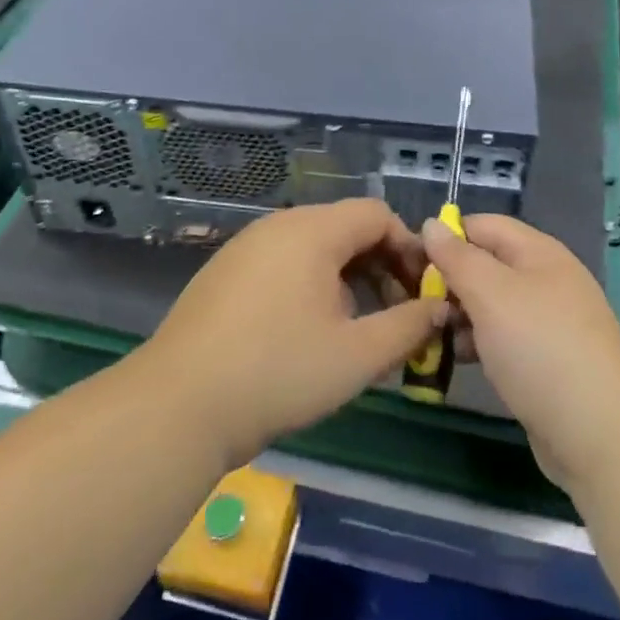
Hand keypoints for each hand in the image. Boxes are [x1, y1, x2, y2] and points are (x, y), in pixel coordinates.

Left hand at [143, 199, 445, 467]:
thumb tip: (440, 309)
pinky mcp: (225, 271)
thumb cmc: (278, 373)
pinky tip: (309, 330)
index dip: (408, 249)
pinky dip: (311, 283)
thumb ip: (408, 327)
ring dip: (348, 277)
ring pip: (315, 246)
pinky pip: (284, 261)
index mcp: (313, 231)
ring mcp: (247, 246)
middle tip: (396, 313)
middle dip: (381, 265)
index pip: (377, 214)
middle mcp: (279, 225)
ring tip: (357, 326)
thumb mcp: (357, 356)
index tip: (421, 293)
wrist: (178, 405)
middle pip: (346, 227)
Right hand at [423, 215, 619, 492]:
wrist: (601, 435)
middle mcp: (546, 280)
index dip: (446, 236)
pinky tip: (457, 360)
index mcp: (539, 253)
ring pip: (491, 305)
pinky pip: (503, 338)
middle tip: (413, 304)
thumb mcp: (491, 294)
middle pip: (486, 265)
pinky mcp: (546, 361)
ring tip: (428, 335)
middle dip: (449, 280)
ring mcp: (549, 322)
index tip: (408, 262)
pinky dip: (478, 343)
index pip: (483, 225)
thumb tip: (433, 223)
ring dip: (459, 315)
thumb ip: (458, 257)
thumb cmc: (540, 349)